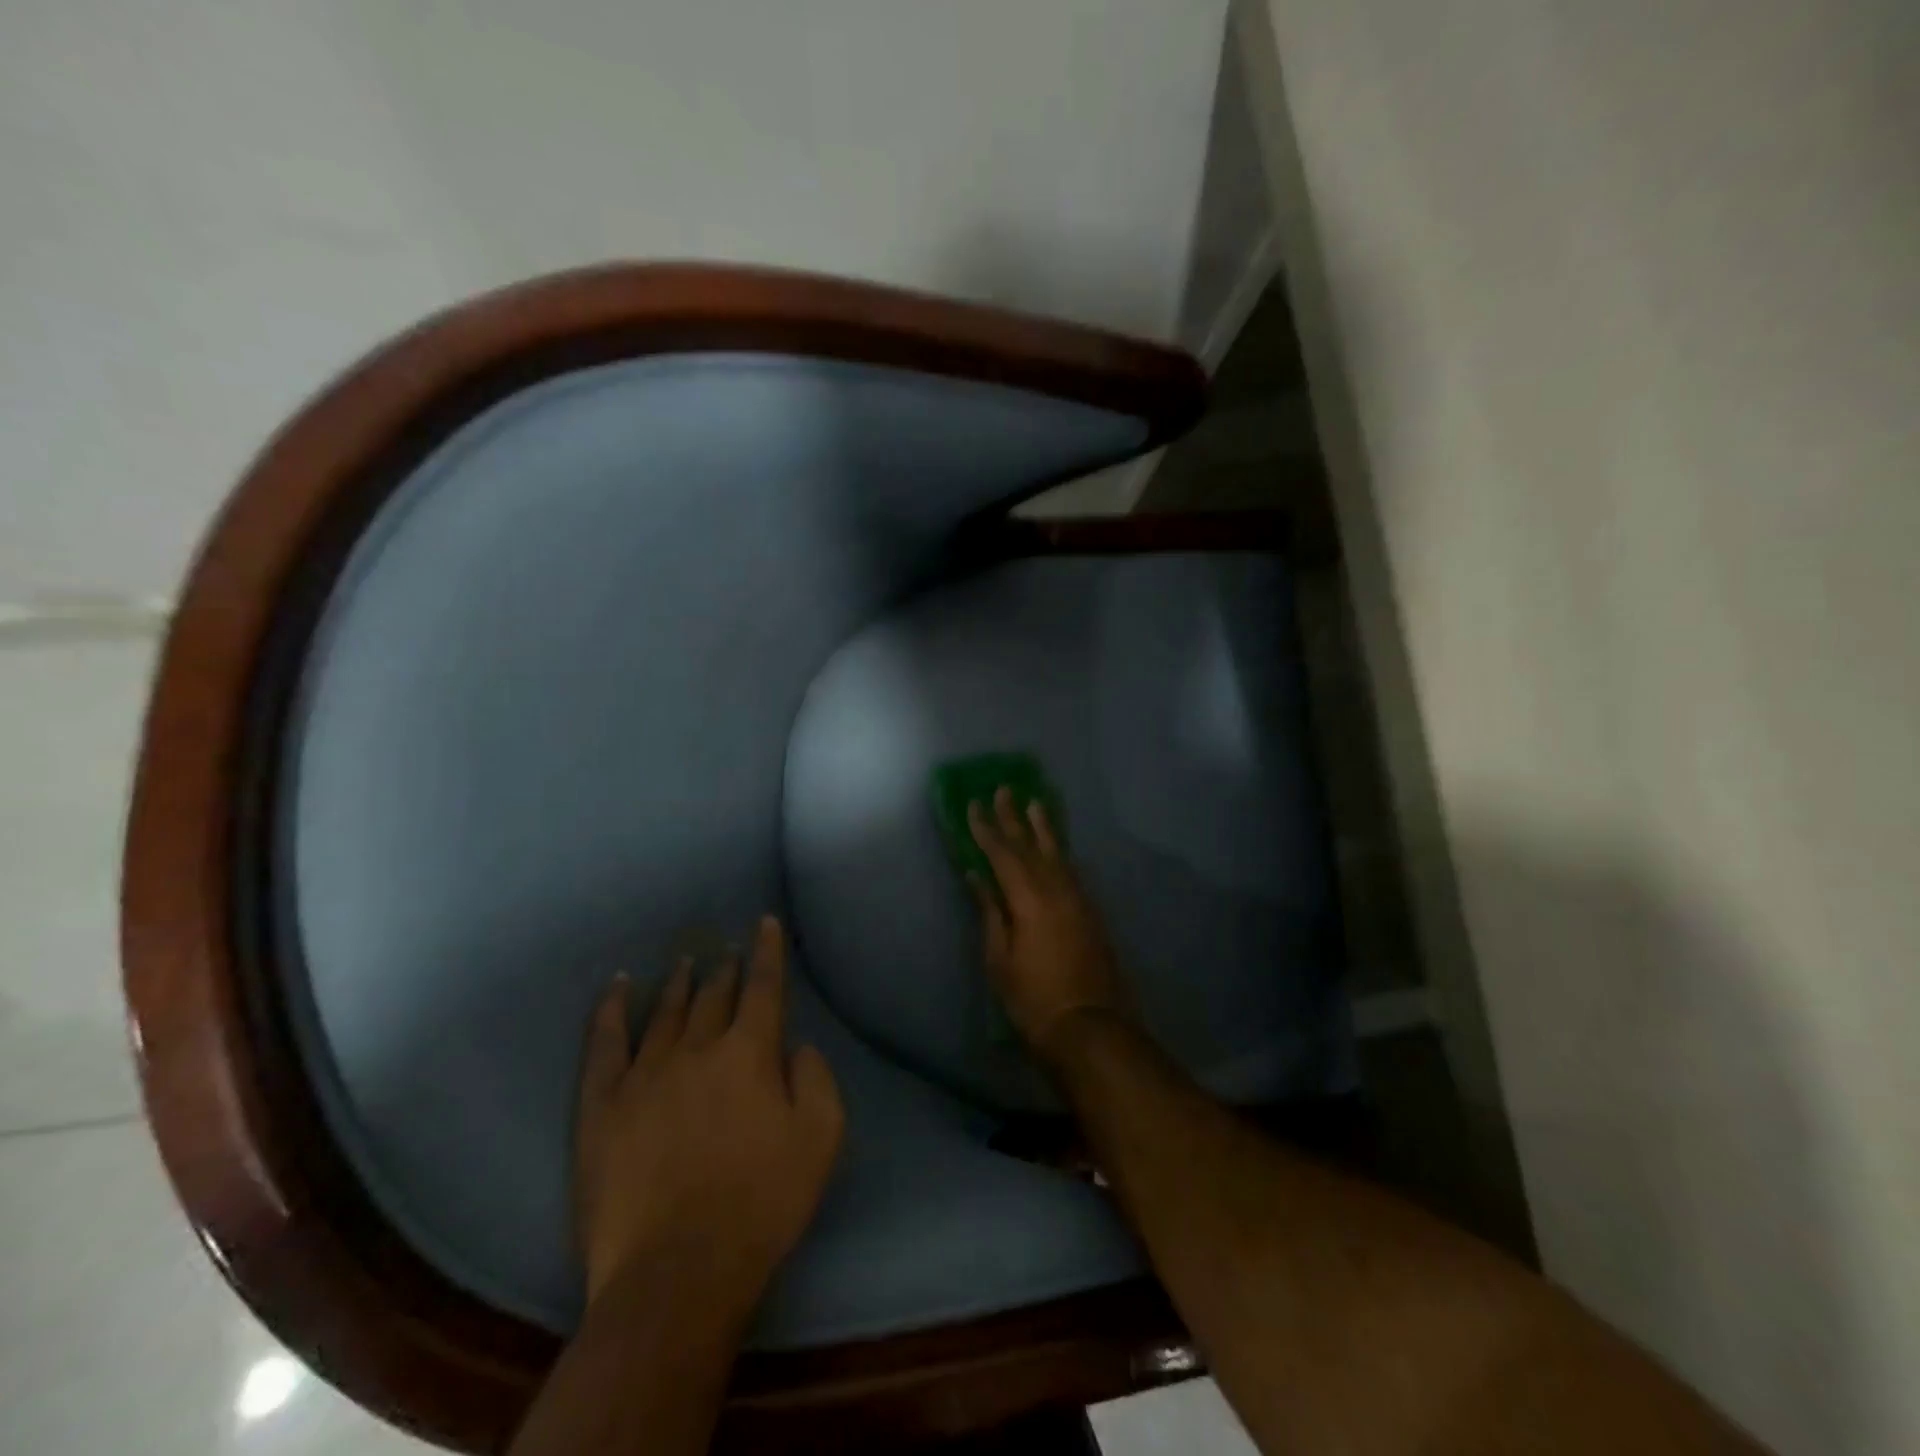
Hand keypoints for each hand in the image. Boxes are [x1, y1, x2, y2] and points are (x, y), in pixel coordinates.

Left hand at [574, 916, 843, 1308]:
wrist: (676, 1272)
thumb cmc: (761, 1203)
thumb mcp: (820, 1139)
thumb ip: (816, 1079)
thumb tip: (797, 1046)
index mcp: (749, 1053)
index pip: (763, 988)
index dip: (767, 952)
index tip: (765, 924)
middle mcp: (696, 1049)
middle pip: (713, 996)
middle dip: (725, 969)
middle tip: (728, 950)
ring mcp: (644, 1075)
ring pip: (664, 1012)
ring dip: (678, 982)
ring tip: (685, 961)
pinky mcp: (602, 1106)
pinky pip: (604, 1044)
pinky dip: (610, 1010)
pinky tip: (616, 988)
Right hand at [968, 787, 1132, 1061]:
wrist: (1091, 1027)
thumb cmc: (1034, 999)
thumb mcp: (1000, 959)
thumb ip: (990, 912)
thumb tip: (977, 876)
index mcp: (1029, 899)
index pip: (1002, 854)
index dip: (986, 829)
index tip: (974, 804)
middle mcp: (1056, 889)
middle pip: (1031, 846)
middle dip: (1014, 818)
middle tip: (1004, 789)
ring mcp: (1078, 899)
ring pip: (1057, 853)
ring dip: (1043, 827)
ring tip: (1035, 802)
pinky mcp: (1091, 911)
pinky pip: (1071, 869)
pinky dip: (1059, 852)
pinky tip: (1056, 847)